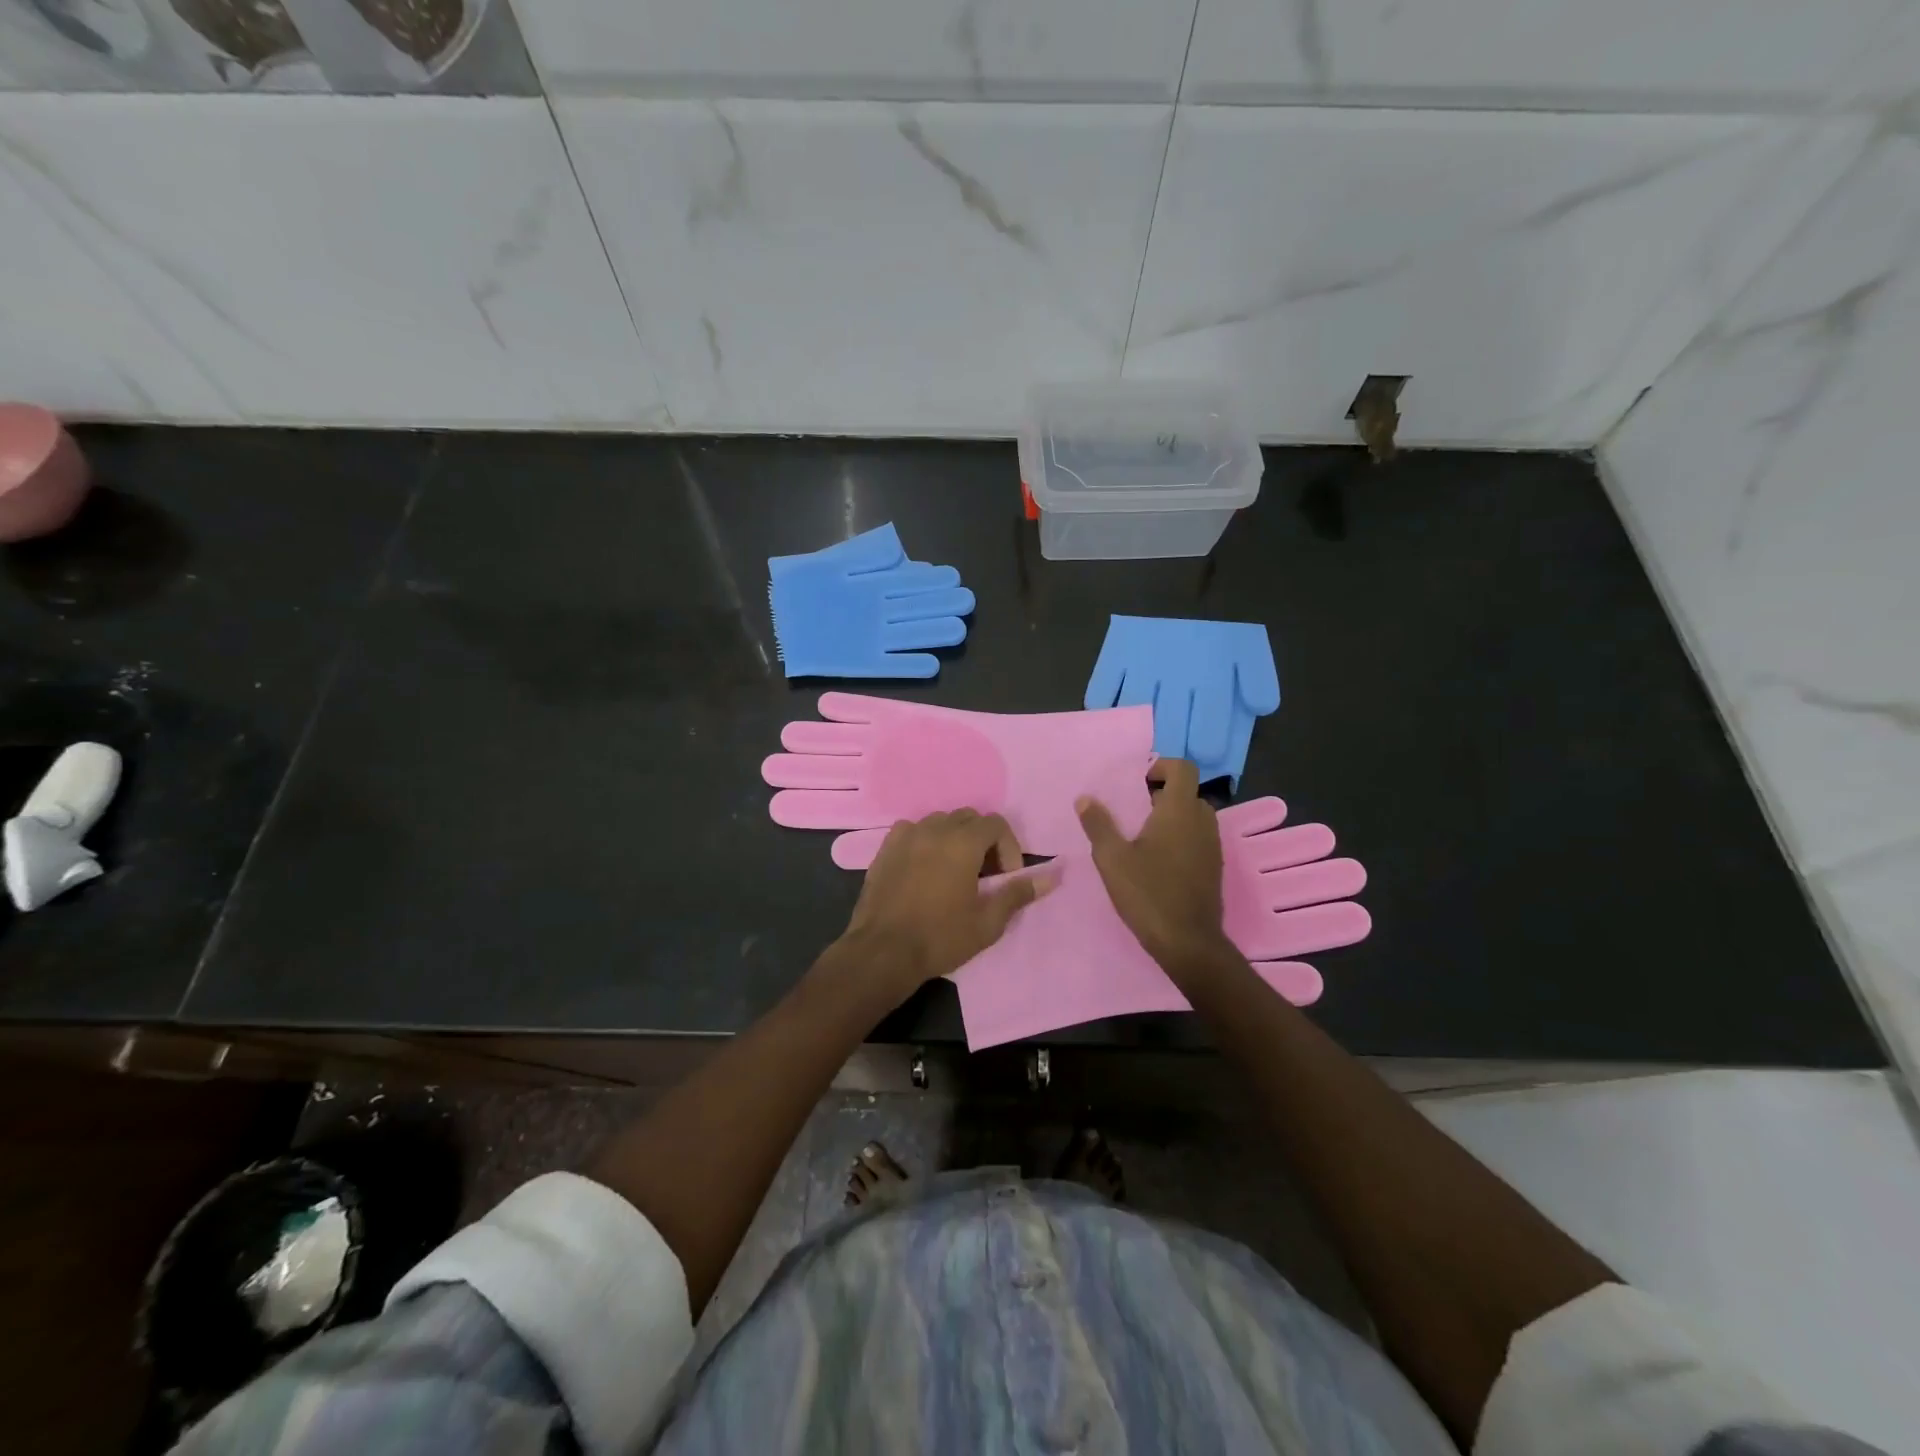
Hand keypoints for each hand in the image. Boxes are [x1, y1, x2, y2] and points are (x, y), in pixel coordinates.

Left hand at [835, 810, 1051, 1003]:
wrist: (882, 952)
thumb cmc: (940, 938)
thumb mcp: (987, 922)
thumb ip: (1018, 893)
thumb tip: (1052, 876)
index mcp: (962, 842)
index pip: (996, 823)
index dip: (1008, 847)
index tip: (1006, 877)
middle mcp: (934, 829)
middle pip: (969, 818)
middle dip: (983, 841)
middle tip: (984, 875)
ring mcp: (906, 836)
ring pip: (940, 822)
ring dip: (954, 839)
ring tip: (955, 872)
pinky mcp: (885, 848)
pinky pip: (913, 831)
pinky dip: (925, 842)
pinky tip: (924, 869)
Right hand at [1077, 759, 1234, 981]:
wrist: (1188, 942)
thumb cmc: (1148, 893)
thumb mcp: (1112, 858)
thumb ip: (1098, 824)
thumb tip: (1085, 798)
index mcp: (1179, 811)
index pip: (1182, 768)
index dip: (1161, 766)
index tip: (1137, 781)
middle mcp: (1202, 822)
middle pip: (1186, 793)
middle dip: (1160, 795)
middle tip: (1132, 811)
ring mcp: (1212, 846)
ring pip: (1193, 817)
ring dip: (1170, 818)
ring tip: (1140, 837)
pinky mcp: (1214, 868)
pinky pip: (1197, 838)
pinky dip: (1179, 838)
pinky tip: (1155, 862)